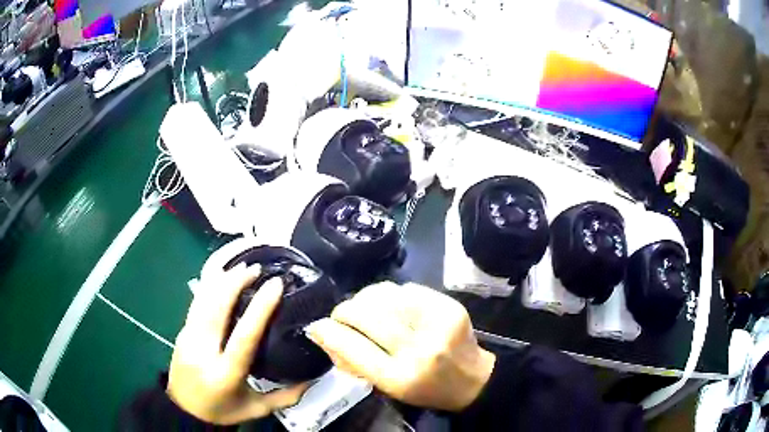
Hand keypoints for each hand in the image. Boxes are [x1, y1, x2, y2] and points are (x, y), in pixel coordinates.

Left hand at [167, 264, 307, 424]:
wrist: (183, 410)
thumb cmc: (222, 411)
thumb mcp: (256, 409)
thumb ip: (286, 396)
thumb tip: (312, 378)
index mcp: (225, 374)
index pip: (243, 337)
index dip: (260, 308)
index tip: (275, 285)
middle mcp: (203, 352)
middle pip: (216, 308)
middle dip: (236, 283)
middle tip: (256, 269)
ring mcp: (188, 339)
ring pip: (203, 301)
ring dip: (222, 280)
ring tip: (242, 268)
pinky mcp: (182, 332)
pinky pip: (197, 304)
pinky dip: (210, 287)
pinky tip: (221, 278)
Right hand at [305, 282, 495, 411]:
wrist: (472, 378)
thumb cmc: (425, 389)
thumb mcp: (387, 388)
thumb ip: (354, 363)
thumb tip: (324, 334)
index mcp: (399, 377)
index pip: (351, 346)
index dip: (328, 331)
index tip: (317, 326)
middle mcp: (417, 349)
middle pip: (365, 315)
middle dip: (344, 311)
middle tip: (341, 316)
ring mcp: (436, 323)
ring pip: (383, 295)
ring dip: (364, 299)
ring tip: (364, 308)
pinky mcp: (448, 305)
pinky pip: (406, 288)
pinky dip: (390, 294)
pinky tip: (390, 304)